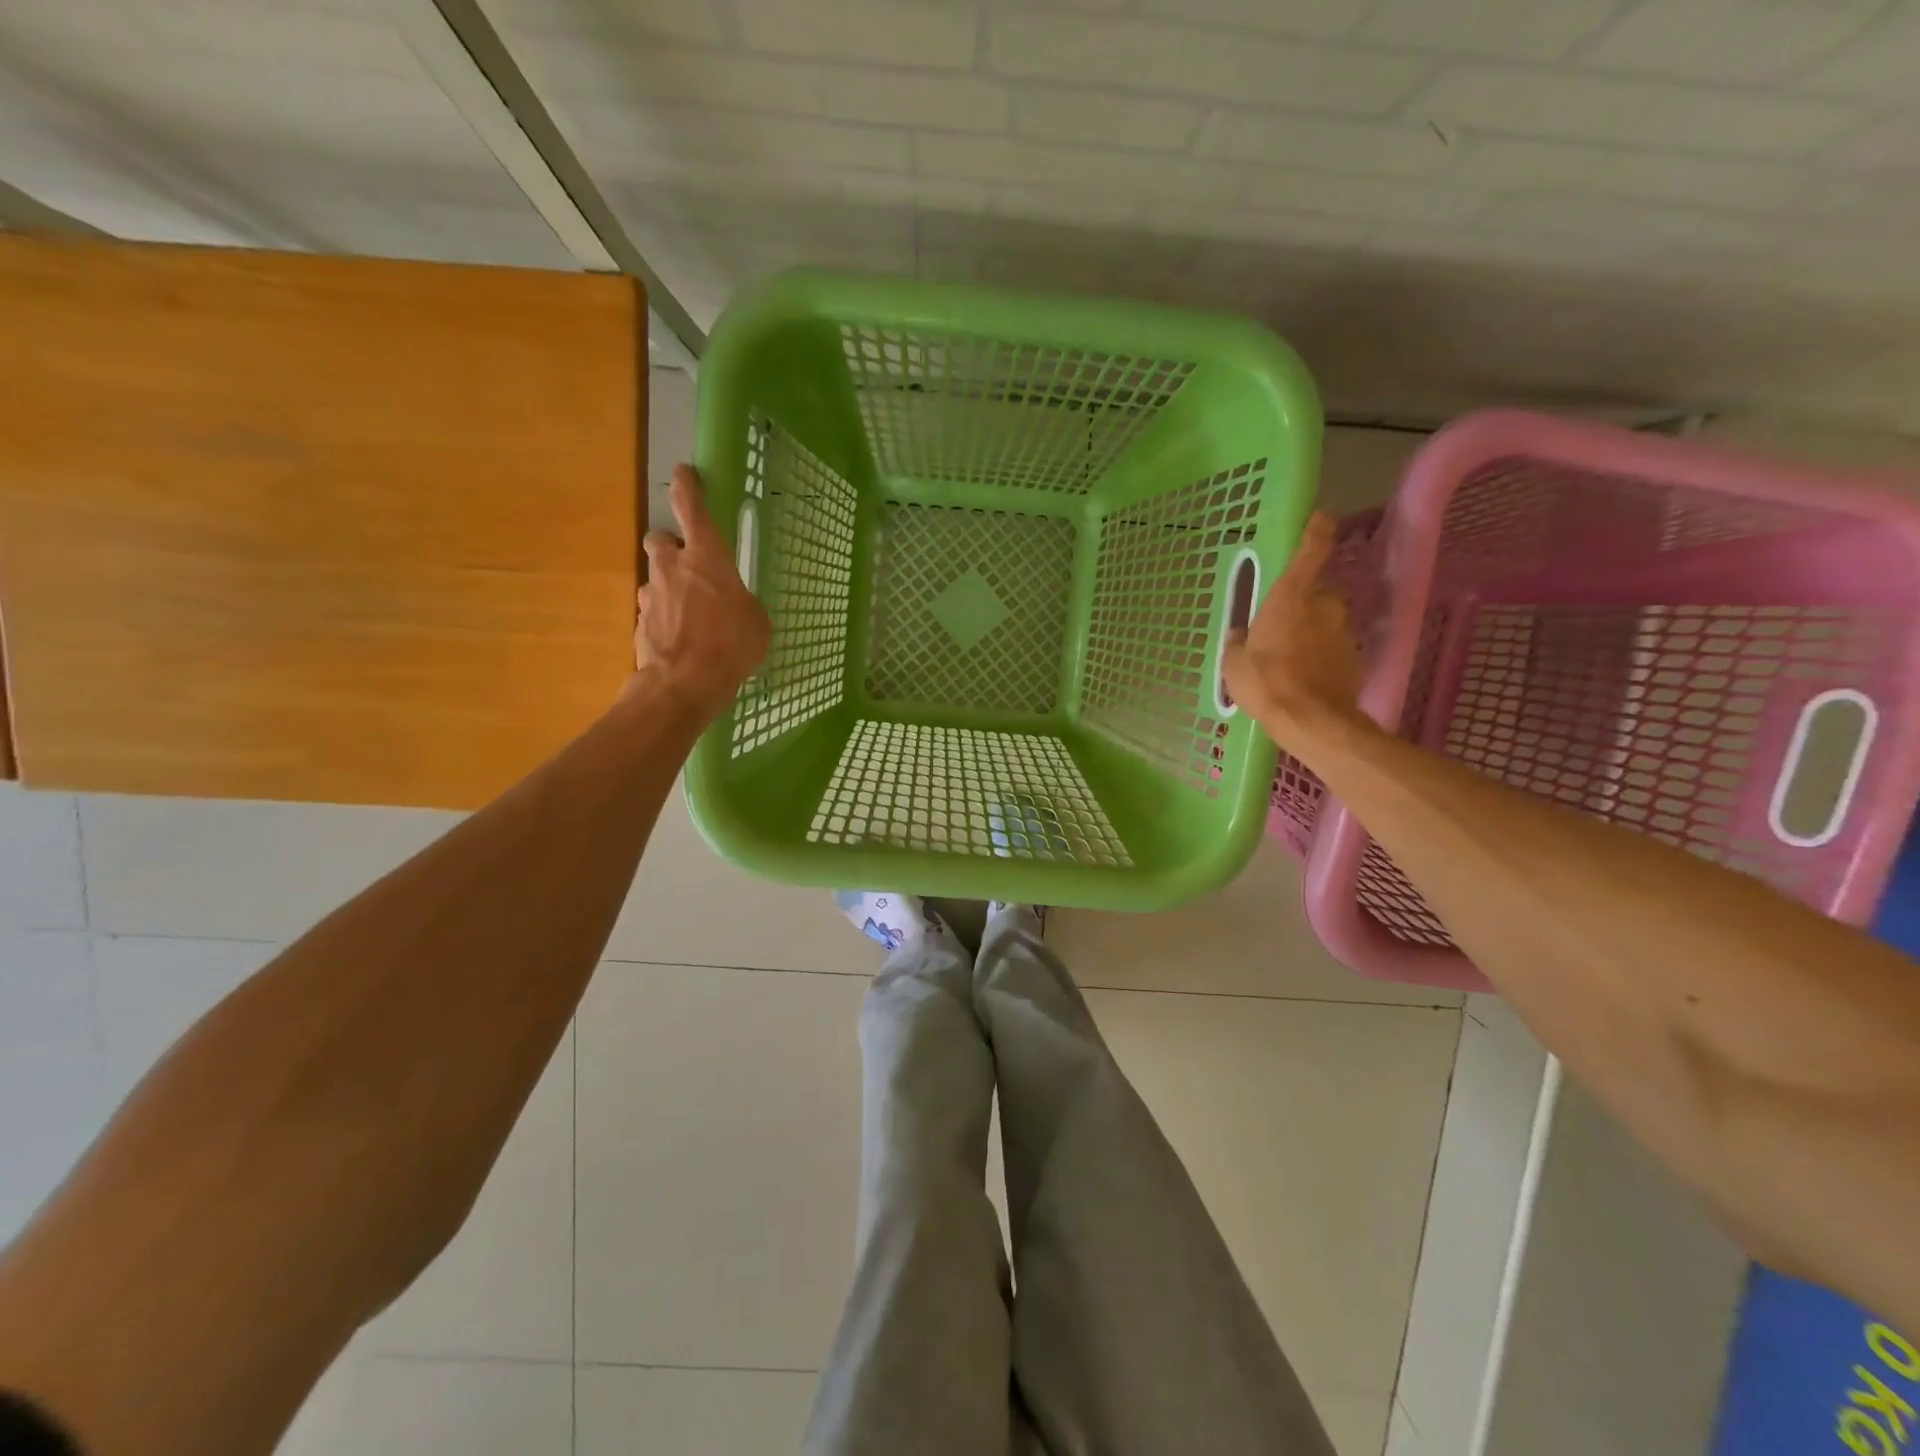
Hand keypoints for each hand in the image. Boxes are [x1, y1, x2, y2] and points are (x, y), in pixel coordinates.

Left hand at [634, 464, 770, 716]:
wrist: (684, 684)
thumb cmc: (730, 645)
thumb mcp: (757, 622)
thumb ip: (743, 603)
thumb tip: (735, 606)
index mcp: (707, 558)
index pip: (692, 508)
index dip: (687, 487)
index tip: (683, 474)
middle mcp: (672, 568)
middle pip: (660, 539)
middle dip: (671, 546)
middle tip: (688, 565)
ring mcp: (652, 595)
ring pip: (656, 579)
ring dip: (669, 589)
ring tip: (690, 616)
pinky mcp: (640, 623)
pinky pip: (654, 612)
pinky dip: (665, 620)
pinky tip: (681, 642)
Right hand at [1222, 511, 1365, 748]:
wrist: (1312, 720)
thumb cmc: (1266, 682)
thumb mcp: (1234, 664)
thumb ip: (1239, 644)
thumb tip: (1241, 635)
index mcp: (1291, 597)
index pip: (1310, 552)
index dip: (1317, 531)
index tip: (1322, 517)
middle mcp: (1323, 606)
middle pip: (1317, 595)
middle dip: (1304, 606)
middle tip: (1282, 628)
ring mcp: (1342, 632)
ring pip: (1326, 624)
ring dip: (1313, 634)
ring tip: (1292, 661)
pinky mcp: (1354, 658)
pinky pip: (1333, 650)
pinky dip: (1323, 658)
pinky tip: (1306, 679)